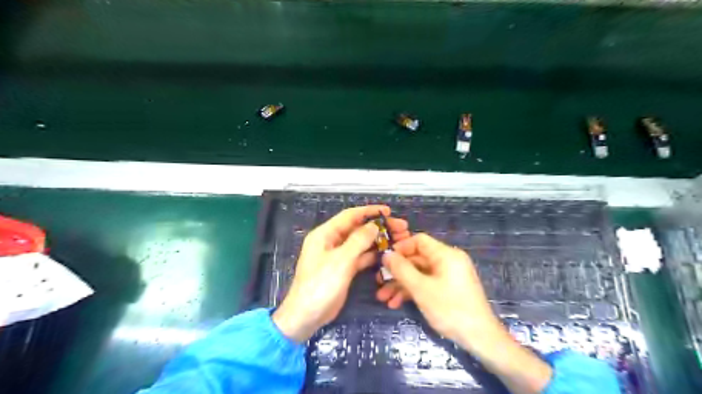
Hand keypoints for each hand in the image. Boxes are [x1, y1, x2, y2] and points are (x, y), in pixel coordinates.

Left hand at [271, 206, 408, 341]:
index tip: (389, 211)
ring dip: (379, 240)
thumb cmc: (321, 285)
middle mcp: (332, 241)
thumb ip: (359, 240)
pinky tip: (389, 254)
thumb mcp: (341, 260)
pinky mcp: (344, 268)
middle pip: (358, 229)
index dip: (369, 211)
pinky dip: (374, 255)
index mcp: (325, 234)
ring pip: (362, 243)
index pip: (350, 216)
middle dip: (379, 227)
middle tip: (402, 228)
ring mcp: (339, 255)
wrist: (307, 316)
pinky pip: (361, 257)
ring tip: (400, 239)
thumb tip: (374, 225)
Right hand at [382, 233, 551, 392]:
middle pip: (417, 259)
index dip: (400, 248)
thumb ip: (401, 269)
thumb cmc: (450, 309)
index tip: (383, 260)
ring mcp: (449, 276)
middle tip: (379, 283)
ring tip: (384, 298)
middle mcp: (448, 261)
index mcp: (446, 254)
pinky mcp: (449, 289)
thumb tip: (386, 254)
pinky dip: (413, 291)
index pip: (419, 240)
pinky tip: (397, 303)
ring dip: (401, 285)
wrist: (480, 338)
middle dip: (397, 272)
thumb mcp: (421, 288)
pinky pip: (427, 283)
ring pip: (420, 274)